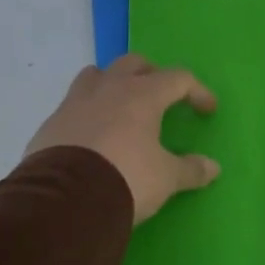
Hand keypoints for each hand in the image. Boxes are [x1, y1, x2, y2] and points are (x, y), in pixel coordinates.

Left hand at [25, 54, 220, 223]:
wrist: (65, 200)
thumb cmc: (127, 178)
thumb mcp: (166, 178)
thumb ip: (190, 169)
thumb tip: (213, 167)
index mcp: (142, 95)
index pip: (178, 78)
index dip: (197, 91)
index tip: (207, 110)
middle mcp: (108, 89)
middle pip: (134, 63)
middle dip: (152, 75)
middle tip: (161, 97)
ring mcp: (75, 103)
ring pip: (96, 75)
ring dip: (113, 83)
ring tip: (122, 106)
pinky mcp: (51, 123)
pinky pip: (73, 105)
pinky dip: (87, 112)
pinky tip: (93, 136)